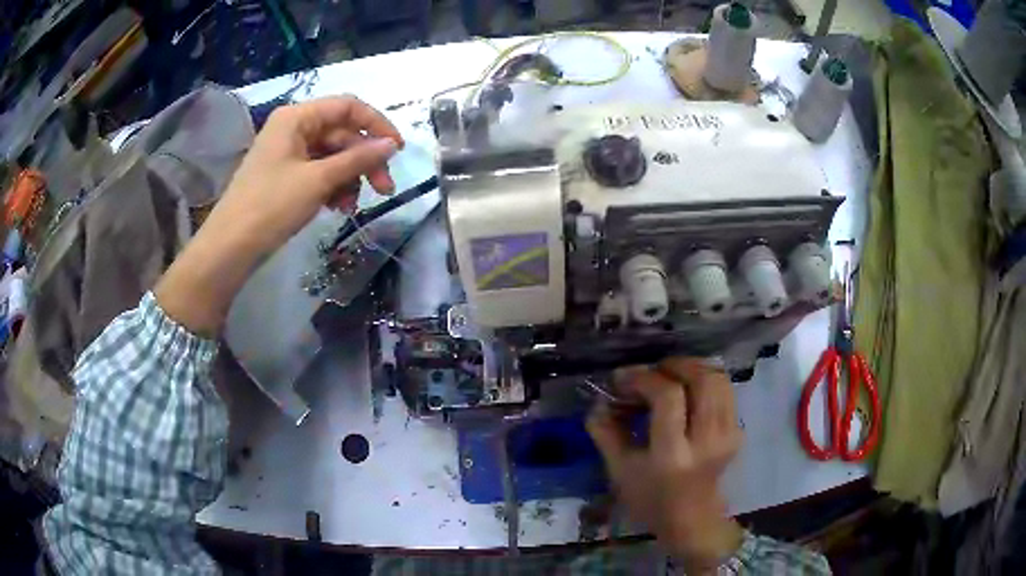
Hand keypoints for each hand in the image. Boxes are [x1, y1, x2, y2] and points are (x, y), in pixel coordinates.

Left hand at [155, 96, 402, 334]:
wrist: (230, 247)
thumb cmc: (271, 206)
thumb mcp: (318, 180)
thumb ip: (357, 159)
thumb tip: (391, 145)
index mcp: (297, 117)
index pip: (347, 107)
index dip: (376, 124)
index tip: (398, 150)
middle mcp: (294, 128)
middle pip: (342, 134)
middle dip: (364, 161)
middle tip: (385, 189)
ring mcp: (289, 153)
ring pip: (333, 156)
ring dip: (350, 178)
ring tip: (352, 206)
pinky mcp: (287, 176)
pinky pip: (319, 172)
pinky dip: (333, 187)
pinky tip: (338, 208)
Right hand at [586, 357, 744, 571]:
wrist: (692, 519)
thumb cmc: (650, 499)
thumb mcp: (619, 470)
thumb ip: (606, 432)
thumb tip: (598, 401)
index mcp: (673, 454)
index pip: (668, 397)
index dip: (644, 377)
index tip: (623, 378)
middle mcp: (706, 441)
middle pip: (702, 380)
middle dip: (674, 365)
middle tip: (652, 370)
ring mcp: (727, 435)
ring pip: (718, 379)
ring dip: (693, 368)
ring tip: (670, 375)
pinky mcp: (737, 431)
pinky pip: (725, 390)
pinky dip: (706, 380)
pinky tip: (688, 389)